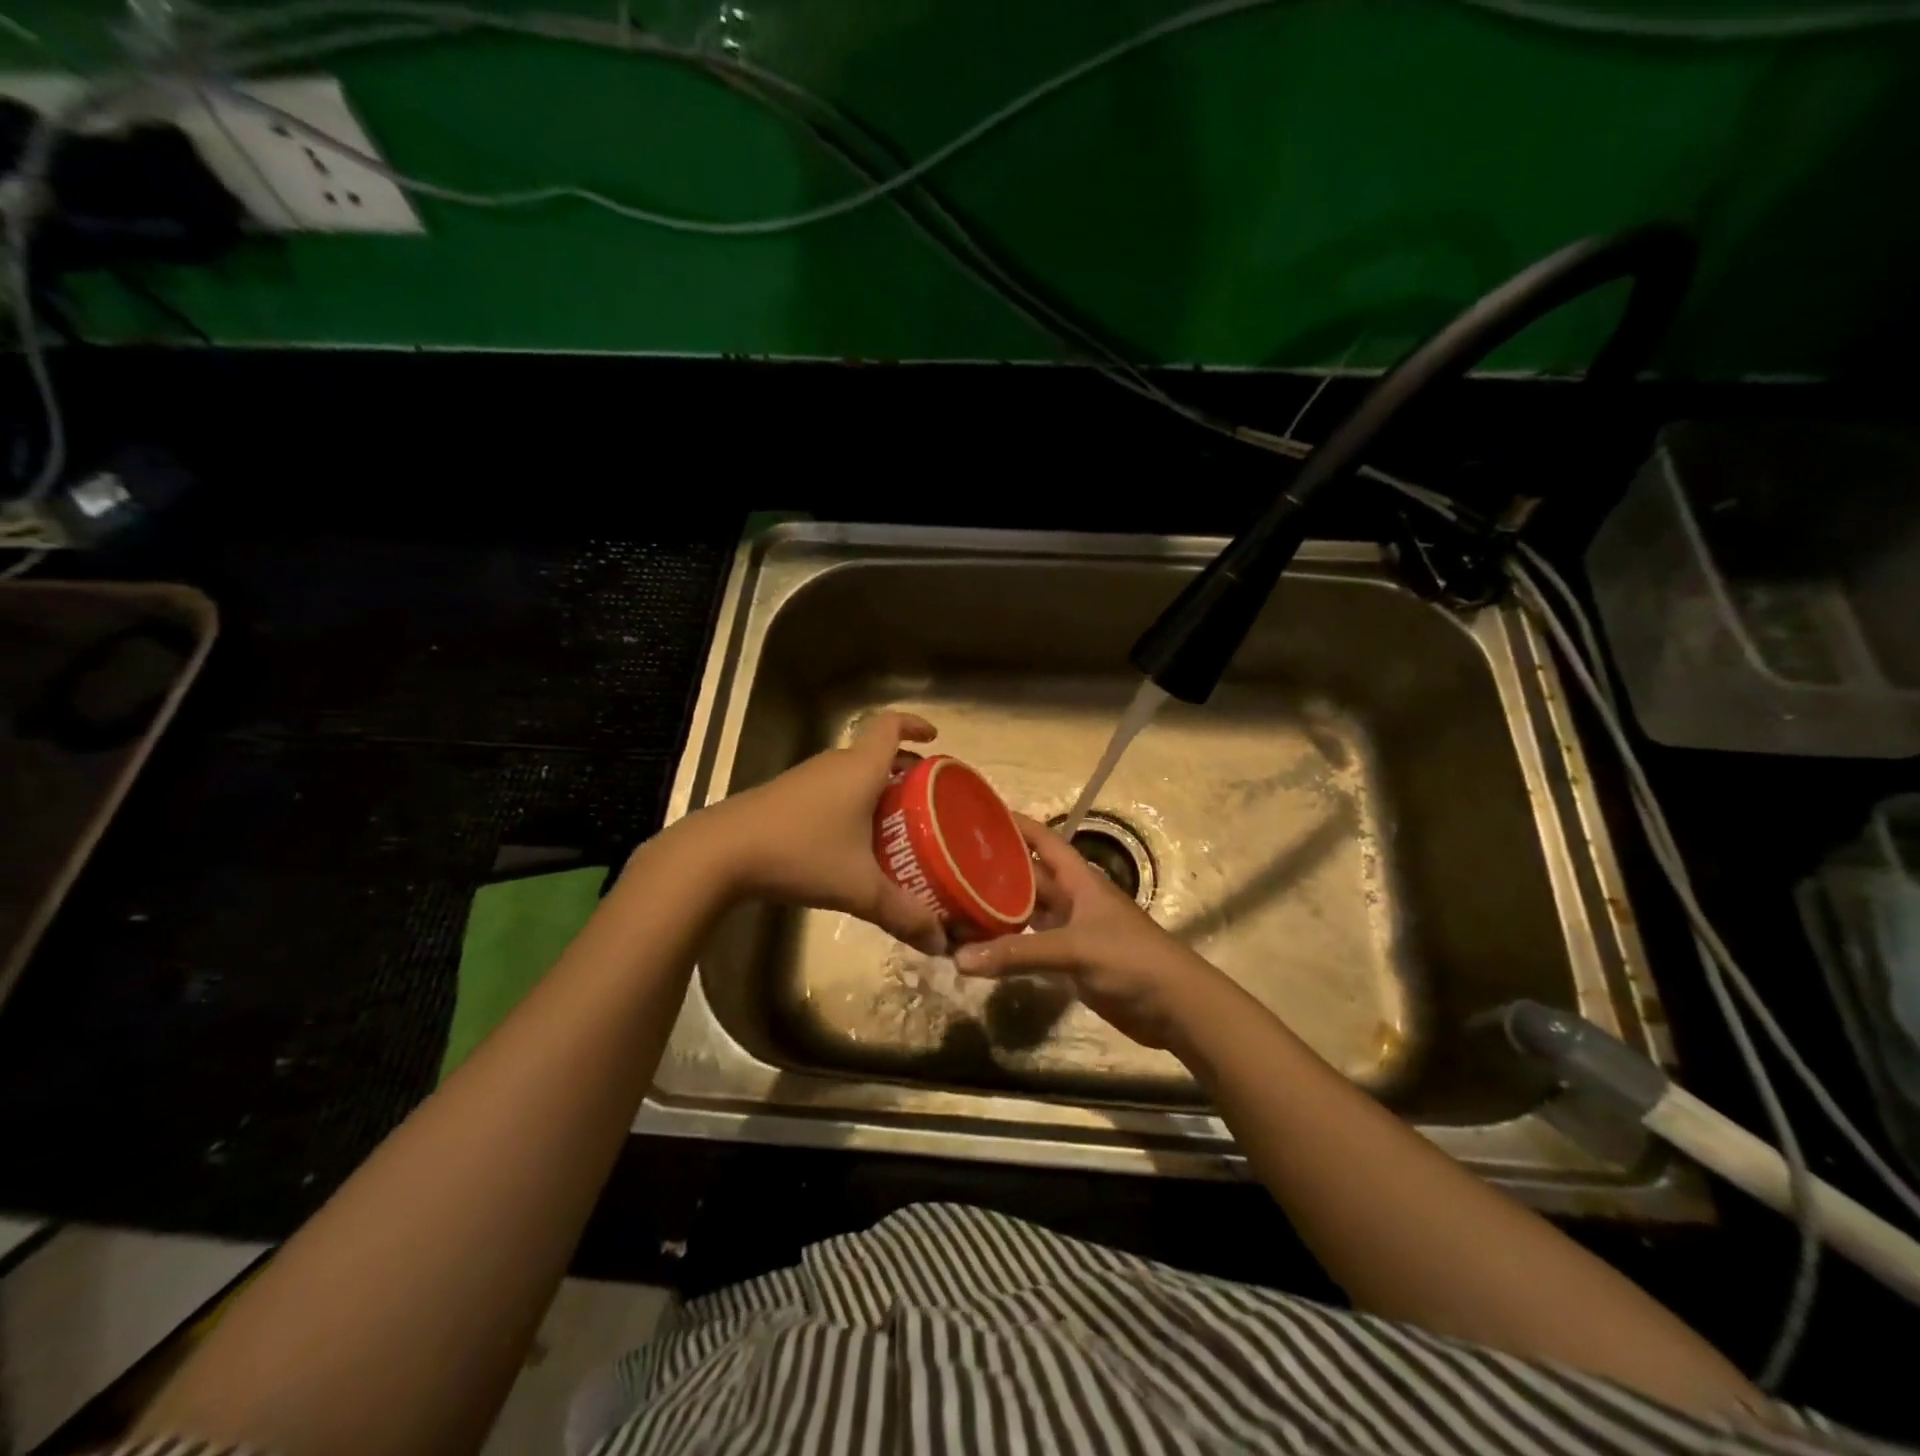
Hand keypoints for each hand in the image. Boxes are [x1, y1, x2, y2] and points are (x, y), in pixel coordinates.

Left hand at [691, 710, 948, 955]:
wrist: (720, 853)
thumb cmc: (800, 854)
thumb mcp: (859, 888)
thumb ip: (903, 914)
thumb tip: (941, 944)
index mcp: (860, 769)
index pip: (891, 725)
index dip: (915, 724)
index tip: (934, 738)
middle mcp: (834, 764)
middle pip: (875, 752)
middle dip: (903, 769)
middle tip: (926, 797)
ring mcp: (805, 779)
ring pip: (851, 773)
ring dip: (876, 788)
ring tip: (895, 823)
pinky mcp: (783, 797)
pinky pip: (829, 790)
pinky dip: (850, 803)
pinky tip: (851, 841)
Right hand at [952, 815, 1224, 1048]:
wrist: (1175, 1008)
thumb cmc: (1131, 960)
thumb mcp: (1075, 949)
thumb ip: (1018, 953)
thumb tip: (958, 958)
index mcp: (1079, 879)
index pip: (1043, 840)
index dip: (1014, 824)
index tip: (977, 815)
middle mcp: (1072, 899)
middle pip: (1028, 876)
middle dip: (994, 870)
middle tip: (949, 866)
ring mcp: (1071, 931)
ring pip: (1027, 912)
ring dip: (997, 909)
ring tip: (955, 905)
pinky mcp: (1071, 962)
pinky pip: (1031, 946)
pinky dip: (1008, 946)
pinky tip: (980, 948)